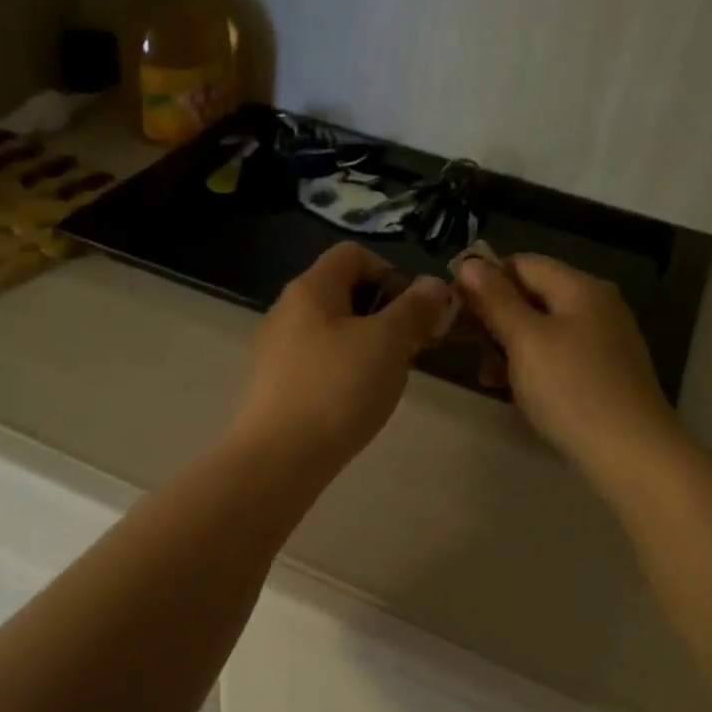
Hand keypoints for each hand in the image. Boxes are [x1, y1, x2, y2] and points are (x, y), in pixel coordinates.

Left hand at [231, 243, 452, 475]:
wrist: (281, 457)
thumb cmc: (338, 388)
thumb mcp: (388, 342)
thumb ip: (415, 308)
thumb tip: (434, 285)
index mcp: (310, 288)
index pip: (353, 254)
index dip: (391, 272)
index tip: (415, 310)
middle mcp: (287, 310)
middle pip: (344, 292)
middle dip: (386, 313)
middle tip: (411, 346)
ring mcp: (278, 349)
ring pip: (335, 330)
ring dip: (369, 344)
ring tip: (389, 376)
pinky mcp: (277, 384)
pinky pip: (320, 361)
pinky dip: (346, 369)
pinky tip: (358, 399)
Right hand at [455, 253, 676, 478]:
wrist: (630, 453)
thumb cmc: (571, 389)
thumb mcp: (525, 340)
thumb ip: (495, 300)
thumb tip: (468, 263)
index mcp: (580, 288)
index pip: (522, 264)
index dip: (483, 280)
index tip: (453, 308)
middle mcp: (596, 306)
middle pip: (532, 296)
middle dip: (494, 317)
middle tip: (462, 344)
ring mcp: (602, 341)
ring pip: (541, 330)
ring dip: (507, 346)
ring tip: (486, 376)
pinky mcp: (602, 373)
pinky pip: (556, 357)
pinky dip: (530, 367)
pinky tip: (513, 391)